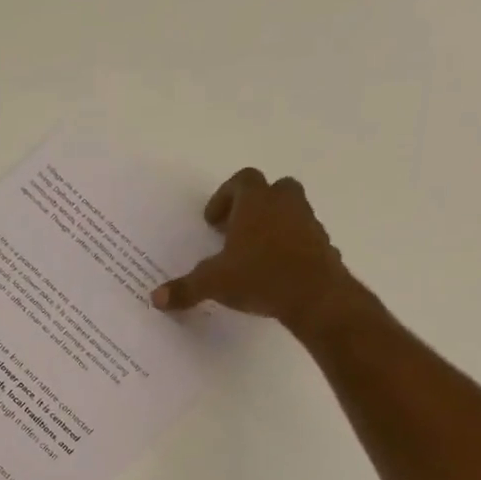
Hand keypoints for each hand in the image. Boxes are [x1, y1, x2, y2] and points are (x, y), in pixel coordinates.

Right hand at [151, 168, 353, 331]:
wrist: (316, 296)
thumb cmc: (260, 276)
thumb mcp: (214, 284)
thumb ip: (186, 288)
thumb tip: (156, 299)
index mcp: (256, 202)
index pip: (242, 180)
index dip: (224, 196)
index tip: (213, 221)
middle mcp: (285, 204)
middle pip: (272, 189)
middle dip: (254, 206)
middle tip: (236, 231)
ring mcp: (309, 223)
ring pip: (291, 212)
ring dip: (273, 225)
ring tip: (255, 254)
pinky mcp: (324, 246)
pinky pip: (304, 238)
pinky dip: (290, 248)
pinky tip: (276, 273)